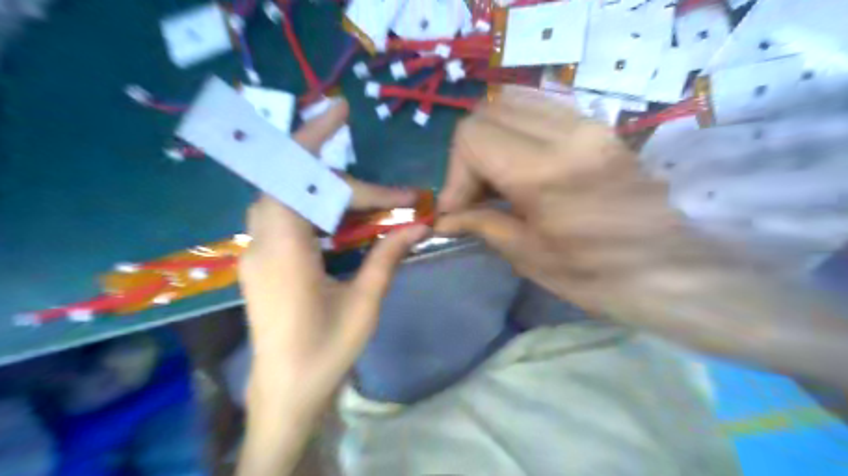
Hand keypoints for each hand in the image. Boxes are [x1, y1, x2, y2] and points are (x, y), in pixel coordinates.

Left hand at [236, 99, 423, 457]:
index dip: (316, 140)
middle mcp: (262, 242)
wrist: (284, 394)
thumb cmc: (325, 352)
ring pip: (283, 194)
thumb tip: (419, 224)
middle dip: (324, 157)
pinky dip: (313, 203)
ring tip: (364, 190)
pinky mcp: (263, 261)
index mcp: (284, 250)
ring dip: (320, 182)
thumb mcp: (364, 304)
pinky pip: (284, 215)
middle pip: (286, 178)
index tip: (342, 111)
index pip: (292, 175)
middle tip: (359, 150)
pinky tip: (341, 214)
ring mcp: (258, 251)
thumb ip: (387, 256)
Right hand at [437, 86, 695, 323]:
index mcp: (544, 172)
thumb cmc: (597, 276)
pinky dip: (518, 132)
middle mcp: (567, 134)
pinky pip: (542, 110)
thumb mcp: (528, 255)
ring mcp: (588, 124)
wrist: (670, 271)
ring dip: (492, 139)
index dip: (455, 173)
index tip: (457, 208)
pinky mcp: (600, 127)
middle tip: (474, 193)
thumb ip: (481, 223)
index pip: (473, 137)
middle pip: (488, 112)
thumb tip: (445, 218)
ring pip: (514, 103)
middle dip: (469, 154)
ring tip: (495, 179)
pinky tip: (521, 166)